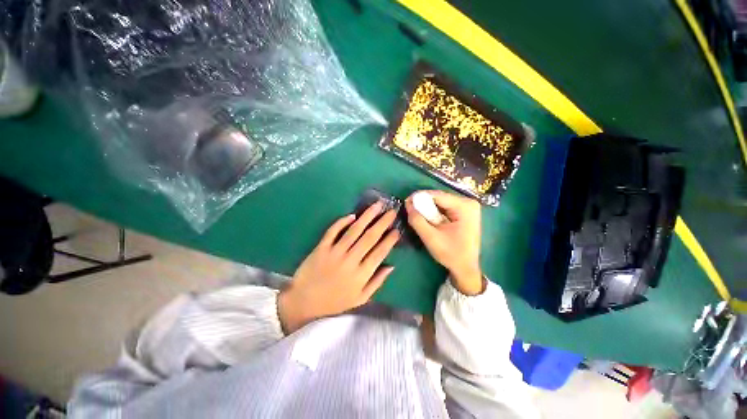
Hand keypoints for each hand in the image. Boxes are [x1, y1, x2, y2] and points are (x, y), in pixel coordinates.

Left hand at [278, 202, 399, 333]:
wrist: (304, 302)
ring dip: (367, 216)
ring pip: (354, 230)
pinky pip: (333, 231)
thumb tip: (391, 265)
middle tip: (392, 211)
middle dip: (383, 222)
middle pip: (369, 237)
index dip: (390, 240)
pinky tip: (352, 215)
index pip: (380, 252)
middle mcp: (350, 260)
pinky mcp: (321, 247)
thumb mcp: (360, 299)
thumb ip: (377, 282)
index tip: (398, 229)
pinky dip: (342, 222)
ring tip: (377, 205)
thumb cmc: (335, 302)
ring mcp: (334, 252)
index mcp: (361, 274)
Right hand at [405, 190, 484, 295]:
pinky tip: (429, 220)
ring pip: (441, 202)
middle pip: (439, 198)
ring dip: (428, 209)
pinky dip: (435, 213)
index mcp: (464, 206)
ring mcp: (468, 207)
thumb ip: (417, 220)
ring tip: (418, 216)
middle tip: (410, 211)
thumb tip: (407, 204)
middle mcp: (468, 203)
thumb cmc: (451, 254)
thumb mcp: (430, 237)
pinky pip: (445, 208)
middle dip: (423, 204)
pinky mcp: (465, 213)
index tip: (406, 202)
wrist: (466, 269)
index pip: (437, 195)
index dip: (419, 197)